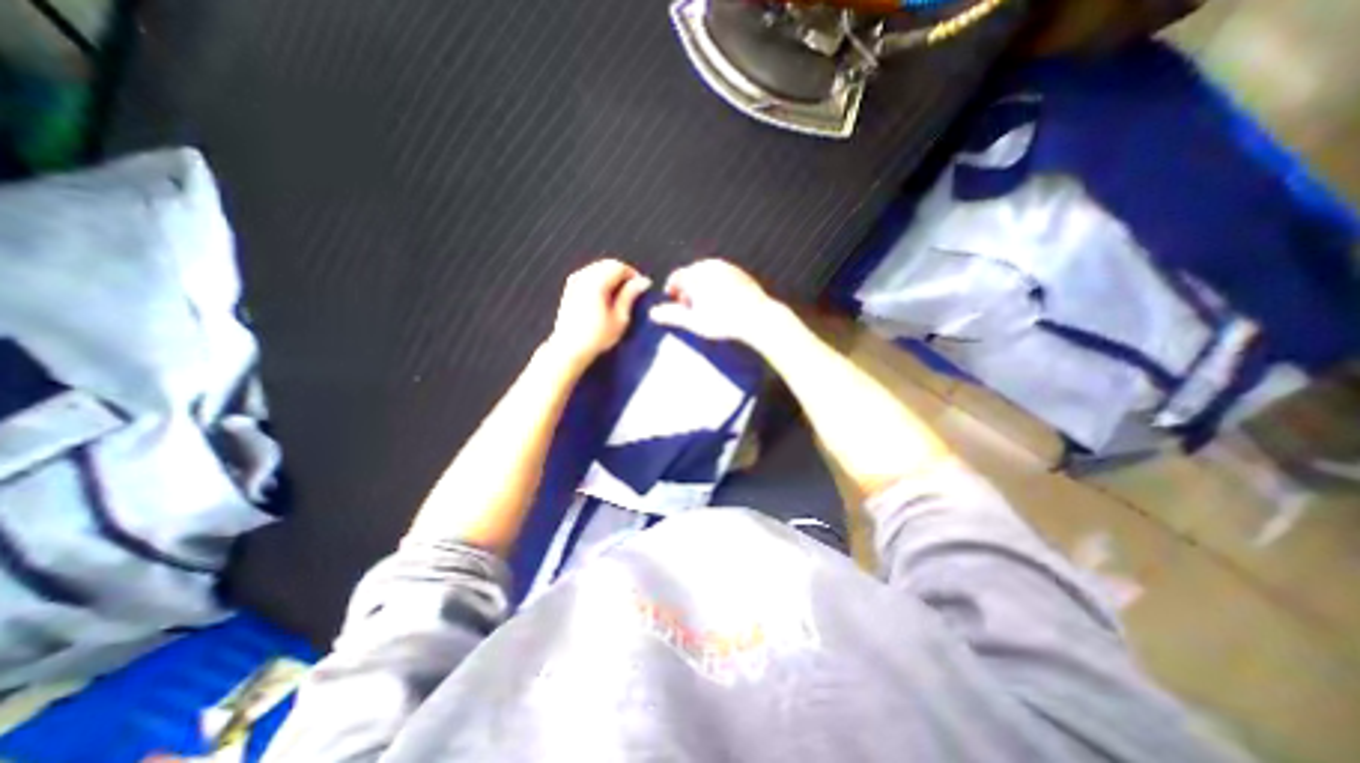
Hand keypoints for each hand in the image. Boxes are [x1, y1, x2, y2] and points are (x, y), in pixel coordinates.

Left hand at [547, 260, 649, 367]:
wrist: (569, 349)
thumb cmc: (597, 337)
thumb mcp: (620, 318)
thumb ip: (630, 295)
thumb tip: (643, 281)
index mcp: (596, 283)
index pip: (619, 267)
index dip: (633, 274)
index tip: (641, 287)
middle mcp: (583, 277)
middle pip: (608, 264)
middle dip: (622, 274)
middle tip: (633, 291)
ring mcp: (574, 281)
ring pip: (598, 268)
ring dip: (611, 277)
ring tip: (620, 295)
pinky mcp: (569, 288)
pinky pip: (589, 274)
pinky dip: (600, 280)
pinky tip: (605, 296)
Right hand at [649, 259, 787, 344]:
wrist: (757, 317)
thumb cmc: (722, 320)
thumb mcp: (693, 321)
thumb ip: (671, 315)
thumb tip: (653, 313)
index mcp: (696, 274)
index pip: (677, 277)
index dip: (672, 289)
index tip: (673, 300)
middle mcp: (710, 265)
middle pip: (692, 275)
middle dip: (688, 289)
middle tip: (689, 307)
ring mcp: (727, 267)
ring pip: (707, 275)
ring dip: (702, 288)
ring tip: (705, 306)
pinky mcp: (740, 273)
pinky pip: (722, 277)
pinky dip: (717, 287)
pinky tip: (722, 303)